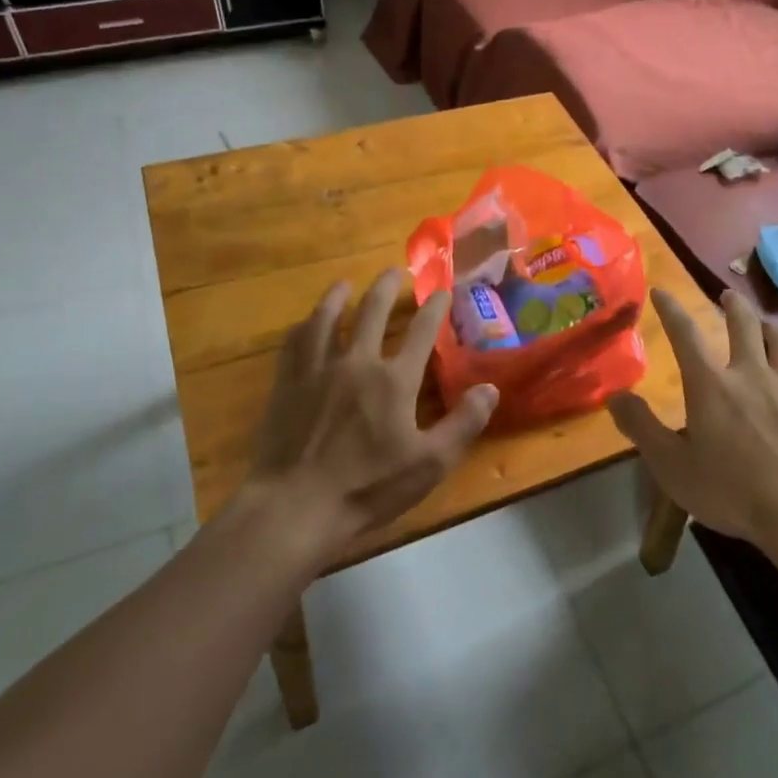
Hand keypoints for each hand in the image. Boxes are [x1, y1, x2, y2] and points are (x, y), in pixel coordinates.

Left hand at [247, 269, 498, 556]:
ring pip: (328, 320)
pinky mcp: (287, 385)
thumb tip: (490, 388)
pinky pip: (295, 344)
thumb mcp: (429, 463)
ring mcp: (317, 371)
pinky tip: (306, 323)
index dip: (434, 309)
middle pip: (372, 313)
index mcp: (394, 380)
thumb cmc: (367, 487)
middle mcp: (357, 363)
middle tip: (392, 271)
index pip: (421, 333)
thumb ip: (463, 424)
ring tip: (344, 284)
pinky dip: (304, 327)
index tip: (440, 290)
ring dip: (338, 298)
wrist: (295, 506)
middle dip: (386, 289)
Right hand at [607, 288, 777, 549]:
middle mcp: (751, 374)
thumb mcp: (670, 465)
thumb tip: (615, 396)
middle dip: (733, 306)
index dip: (671, 309)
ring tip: (765, 326)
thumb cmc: (728, 490)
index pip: (685, 334)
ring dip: (771, 330)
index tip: (661, 291)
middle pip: (744, 325)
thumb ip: (641, 427)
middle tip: (728, 295)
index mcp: (711, 385)